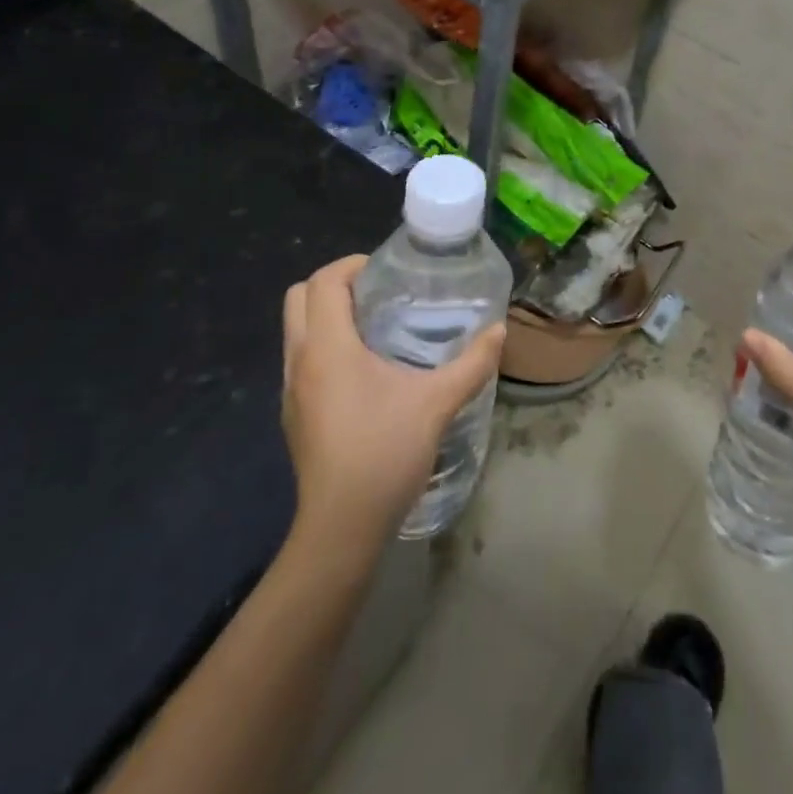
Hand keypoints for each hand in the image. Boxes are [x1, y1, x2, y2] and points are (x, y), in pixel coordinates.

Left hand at [281, 256, 506, 549]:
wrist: (341, 529)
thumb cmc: (384, 454)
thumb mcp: (437, 403)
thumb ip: (472, 363)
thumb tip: (500, 330)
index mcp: (328, 348)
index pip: (322, 282)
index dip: (351, 264)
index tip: (386, 270)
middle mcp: (301, 361)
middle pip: (298, 298)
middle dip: (334, 284)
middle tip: (379, 292)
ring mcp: (291, 391)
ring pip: (296, 329)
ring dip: (328, 315)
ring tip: (376, 326)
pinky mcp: (294, 415)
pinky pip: (302, 359)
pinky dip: (325, 346)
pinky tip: (365, 370)